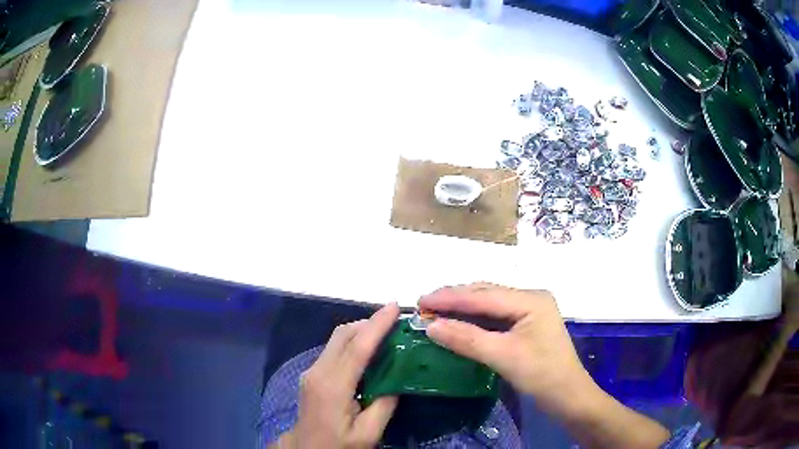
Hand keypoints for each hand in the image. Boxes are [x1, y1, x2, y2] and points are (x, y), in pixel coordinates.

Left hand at [275, 304, 399, 448]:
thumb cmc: (338, 444)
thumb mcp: (368, 433)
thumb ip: (385, 405)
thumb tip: (397, 379)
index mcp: (333, 387)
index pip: (357, 348)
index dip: (377, 325)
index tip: (395, 307)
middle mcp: (318, 372)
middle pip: (343, 335)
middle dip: (370, 322)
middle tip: (397, 322)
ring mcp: (312, 371)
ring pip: (337, 339)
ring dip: (361, 331)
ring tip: (387, 334)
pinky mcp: (312, 374)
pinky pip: (334, 349)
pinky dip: (353, 343)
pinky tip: (369, 352)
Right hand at [420, 284, 669, 448]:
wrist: (568, 397)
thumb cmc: (541, 375)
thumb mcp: (503, 356)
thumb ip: (467, 339)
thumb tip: (430, 326)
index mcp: (531, 299)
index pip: (483, 295)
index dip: (450, 298)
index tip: (420, 301)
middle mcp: (531, 298)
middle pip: (486, 294)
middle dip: (454, 299)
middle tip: (423, 305)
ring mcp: (530, 310)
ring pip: (489, 304)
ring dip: (462, 307)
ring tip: (435, 310)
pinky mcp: (526, 324)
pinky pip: (495, 316)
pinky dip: (474, 319)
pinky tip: (458, 321)